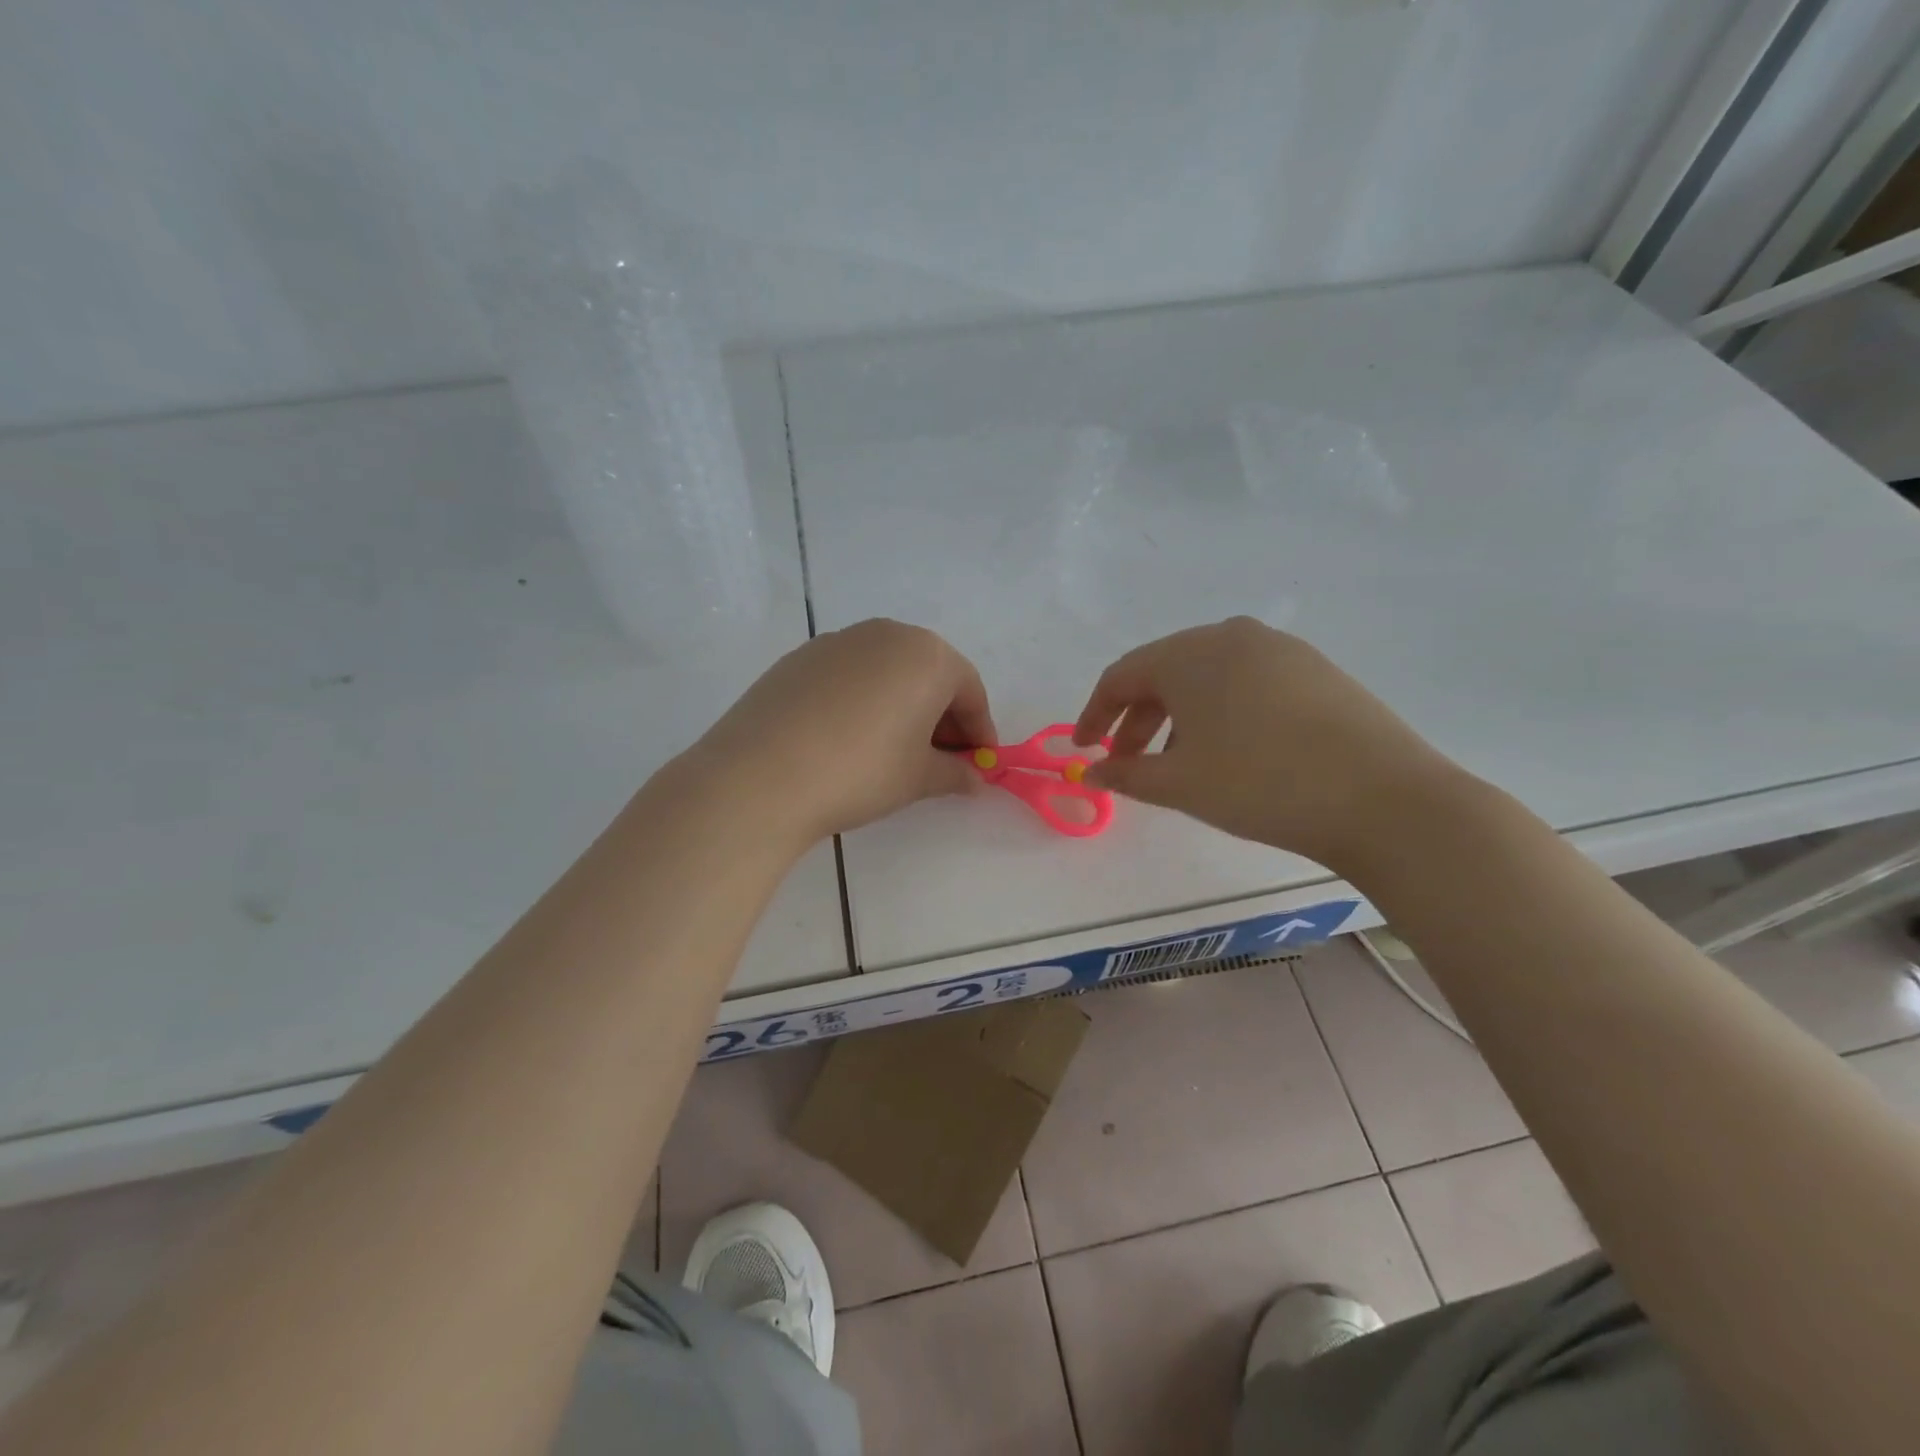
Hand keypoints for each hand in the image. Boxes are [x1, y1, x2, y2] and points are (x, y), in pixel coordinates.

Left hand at [693, 619, 995, 843]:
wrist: (761, 775)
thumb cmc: (861, 771)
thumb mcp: (918, 778)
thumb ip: (954, 774)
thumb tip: (973, 780)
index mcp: (927, 655)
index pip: (969, 691)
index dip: (979, 732)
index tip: (978, 766)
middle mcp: (886, 634)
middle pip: (929, 674)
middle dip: (941, 717)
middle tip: (939, 760)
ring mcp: (837, 640)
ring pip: (887, 671)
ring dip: (902, 706)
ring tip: (893, 751)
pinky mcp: (799, 657)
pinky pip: (849, 676)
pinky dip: (863, 701)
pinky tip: (848, 739)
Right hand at [1072, 617, 1459, 868]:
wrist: (1384, 799)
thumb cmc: (1261, 784)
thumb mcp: (1180, 784)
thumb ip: (1125, 774)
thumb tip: (1090, 774)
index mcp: (1191, 653)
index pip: (1122, 676)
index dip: (1094, 714)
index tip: (1084, 750)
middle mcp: (1232, 635)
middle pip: (1164, 671)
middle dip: (1136, 717)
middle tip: (1127, 761)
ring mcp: (1280, 648)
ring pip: (1207, 676)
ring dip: (1178, 715)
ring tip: (1179, 760)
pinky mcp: (1315, 668)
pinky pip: (1246, 681)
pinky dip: (1220, 710)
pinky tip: (1230, 749)